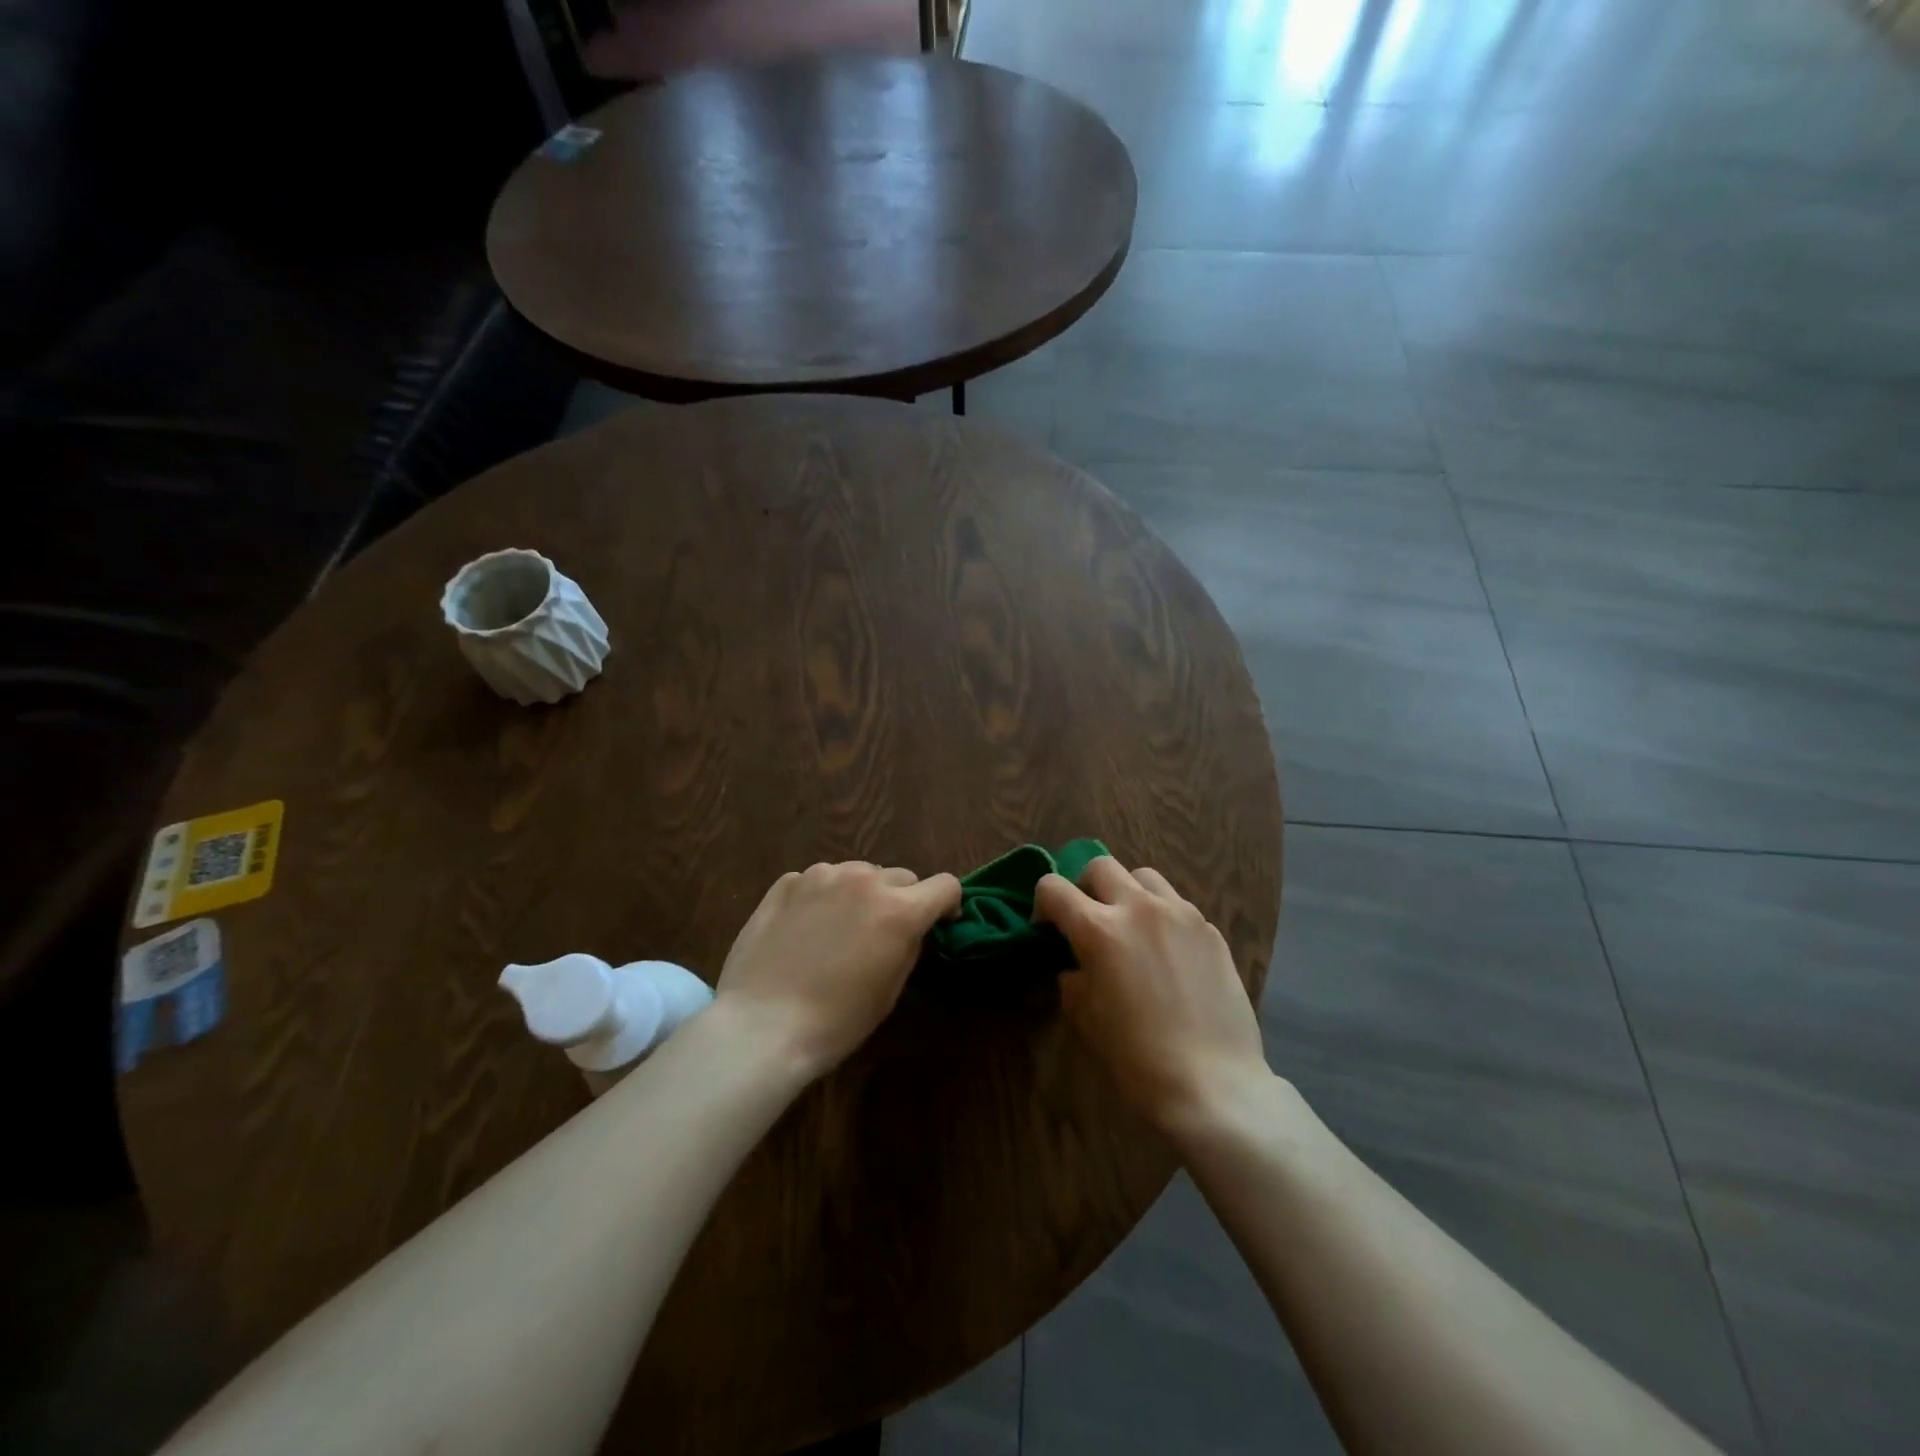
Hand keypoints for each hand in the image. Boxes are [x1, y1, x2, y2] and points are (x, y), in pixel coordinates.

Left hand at [715, 861, 960, 1079]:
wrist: (762, 1025)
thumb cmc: (836, 1021)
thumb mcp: (890, 989)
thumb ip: (909, 945)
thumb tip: (912, 928)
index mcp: (899, 909)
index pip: (945, 885)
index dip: (947, 904)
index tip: (938, 923)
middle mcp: (864, 880)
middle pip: (900, 876)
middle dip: (901, 900)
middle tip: (882, 932)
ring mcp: (822, 876)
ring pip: (858, 873)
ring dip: (860, 894)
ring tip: (840, 928)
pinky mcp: (787, 882)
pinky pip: (819, 881)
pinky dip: (822, 897)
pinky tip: (805, 929)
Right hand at [1035, 856, 1268, 1134]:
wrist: (1212, 1083)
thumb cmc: (1137, 1057)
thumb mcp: (1086, 1018)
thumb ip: (1074, 979)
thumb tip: (1076, 965)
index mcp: (1099, 929)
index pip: (1053, 888)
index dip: (1042, 905)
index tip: (1047, 929)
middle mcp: (1139, 908)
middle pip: (1100, 866)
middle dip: (1085, 887)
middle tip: (1089, 920)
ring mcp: (1180, 914)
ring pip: (1144, 876)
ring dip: (1127, 893)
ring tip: (1131, 927)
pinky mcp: (1210, 930)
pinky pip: (1177, 905)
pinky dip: (1162, 916)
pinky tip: (1168, 954)